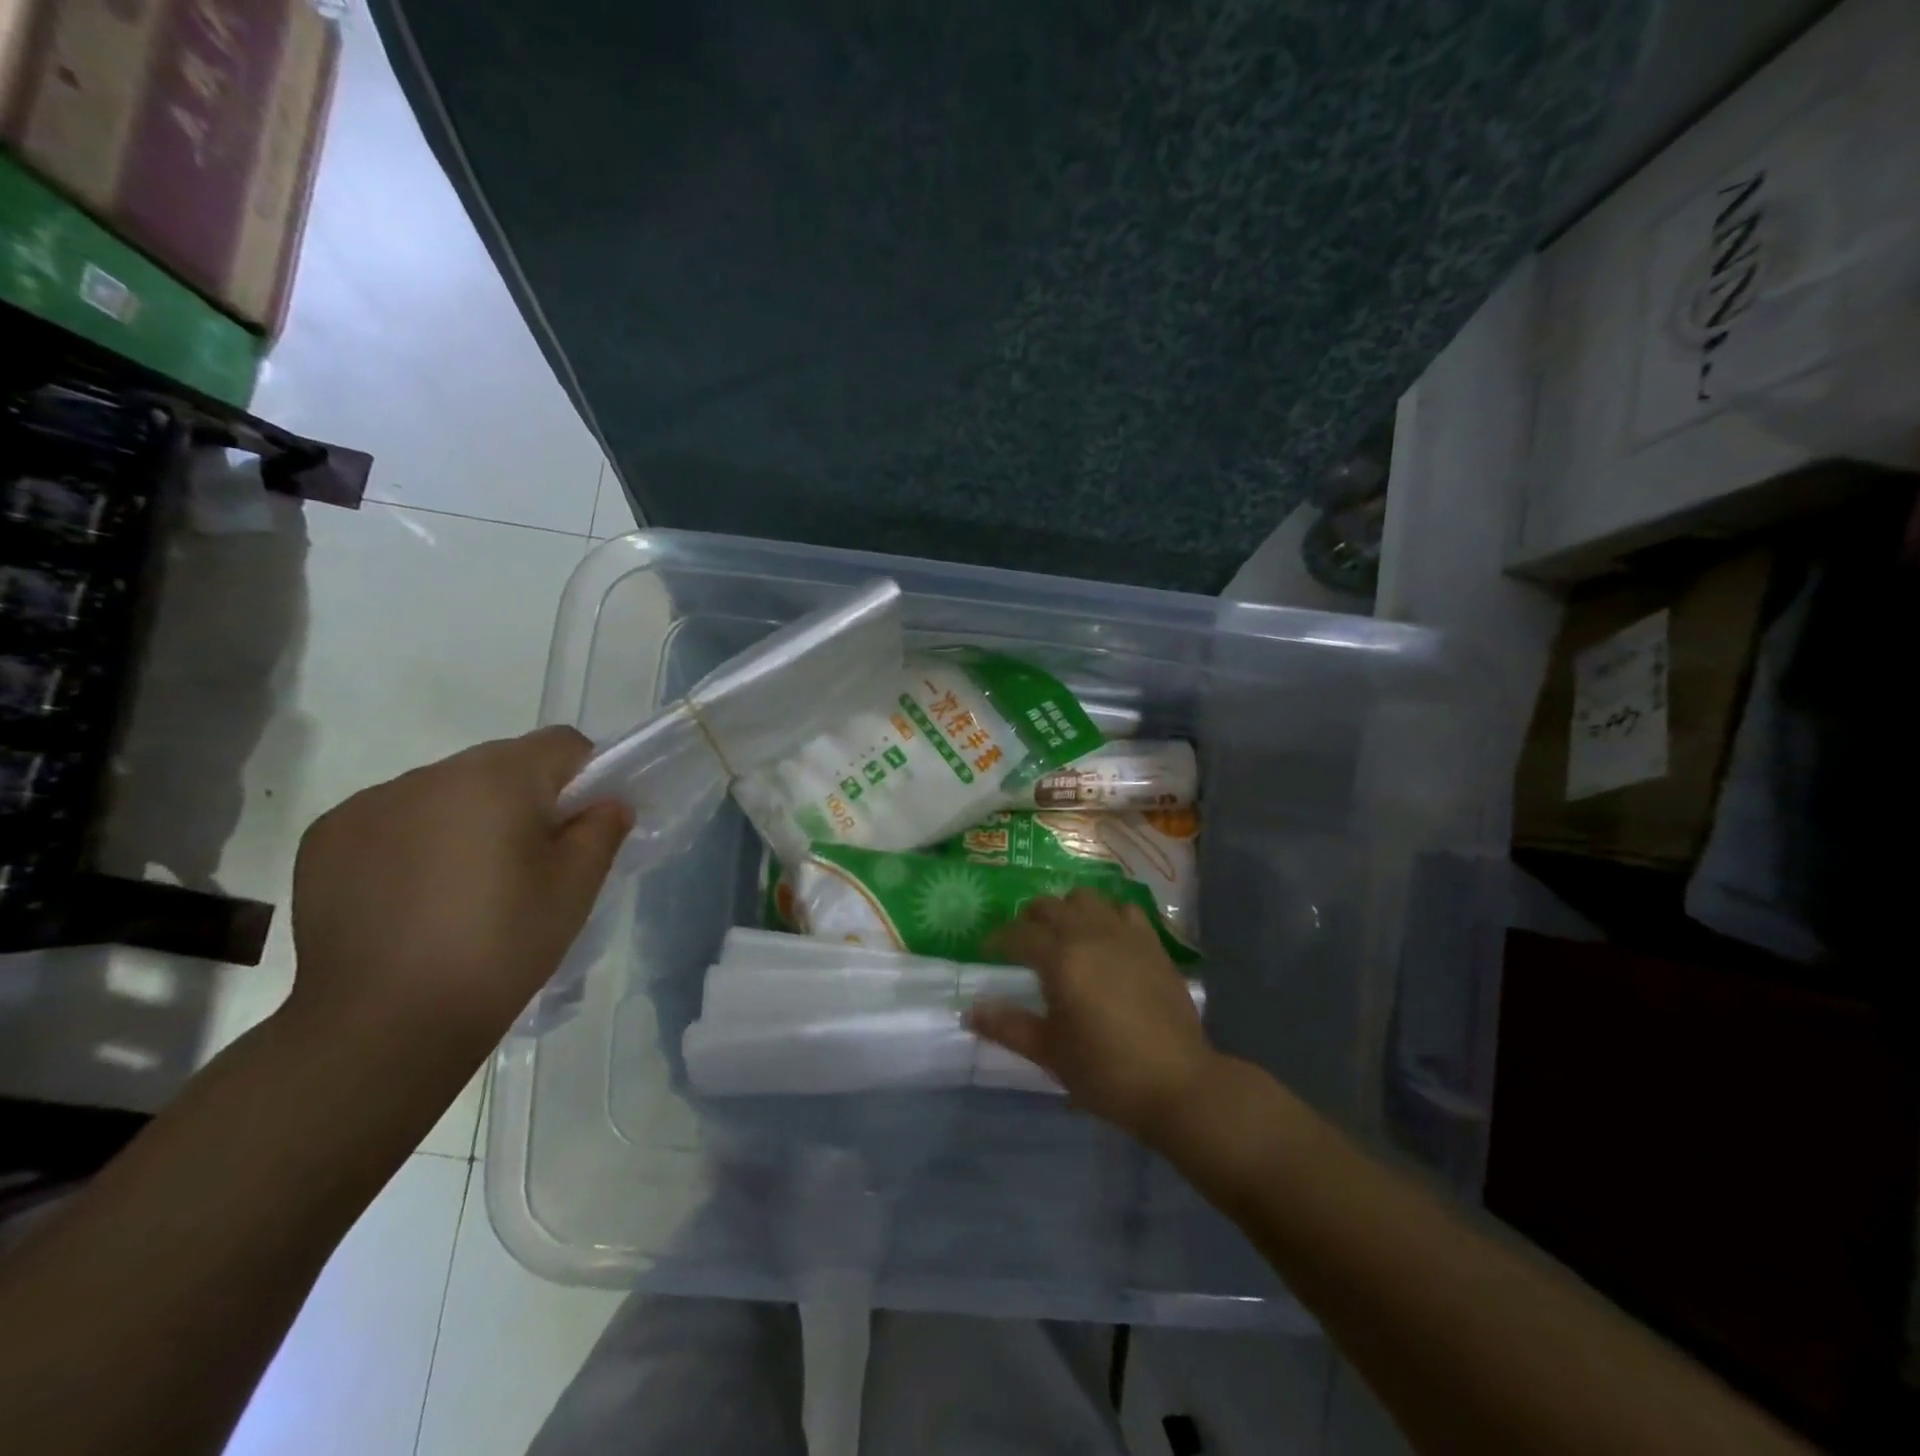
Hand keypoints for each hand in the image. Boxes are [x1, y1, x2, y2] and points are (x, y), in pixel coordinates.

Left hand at [284, 726, 630, 1064]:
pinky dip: (414, 842)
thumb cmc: (501, 945)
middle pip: (500, 765)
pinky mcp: (326, 838)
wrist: (385, 1023)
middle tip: (528, 865)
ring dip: (466, 819)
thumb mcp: (576, 887)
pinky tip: (414, 898)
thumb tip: (606, 804)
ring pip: (444, 792)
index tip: (580, 826)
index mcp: (497, 777)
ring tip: (464, 888)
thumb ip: (601, 829)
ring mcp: (370, 804)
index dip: (585, 777)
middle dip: (523, 800)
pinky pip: (392, 819)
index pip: (562, 744)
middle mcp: (430, 774)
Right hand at [970, 888, 1214, 1146]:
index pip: (1018, 934)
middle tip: (1021, 941)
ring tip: (1062, 934)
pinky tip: (1105, 936)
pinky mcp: (1152, 943)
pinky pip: (1123, 910)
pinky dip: (1106, 914)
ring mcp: (1125, 934)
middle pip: (1049, 906)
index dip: (998, 939)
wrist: (1177, 1083)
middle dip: (1029, 919)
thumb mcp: (1050, 1053)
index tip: (987, 949)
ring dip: (1067, 910)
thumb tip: (969, 1012)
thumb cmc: (1106, 1072)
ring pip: (1086, 899)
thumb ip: (1008, 1027)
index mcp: (1060, 959)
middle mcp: (1090, 934)